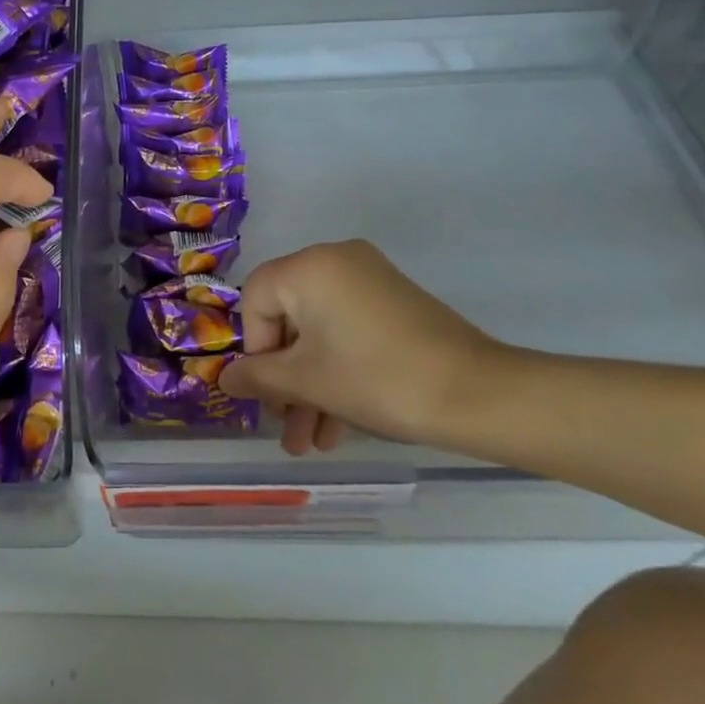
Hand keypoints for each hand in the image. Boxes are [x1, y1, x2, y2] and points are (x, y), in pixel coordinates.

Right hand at [216, 240, 502, 454]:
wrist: (480, 395)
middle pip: (288, 319)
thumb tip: (224, 378)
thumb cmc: (378, 379)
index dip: (254, 351)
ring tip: (312, 443)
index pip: (254, 300)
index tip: (269, 394)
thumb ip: (257, 377)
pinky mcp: (393, 302)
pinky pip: (348, 332)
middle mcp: (336, 260)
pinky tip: (339, 425)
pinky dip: (339, 370)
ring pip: (320, 332)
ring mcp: (369, 279)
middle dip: (285, 381)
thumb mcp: (308, 381)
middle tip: (287, 426)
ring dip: (312, 386)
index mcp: (309, 266)